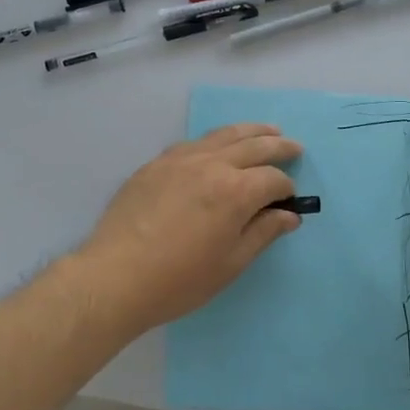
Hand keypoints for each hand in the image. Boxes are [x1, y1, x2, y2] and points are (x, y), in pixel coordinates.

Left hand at [76, 123, 302, 334]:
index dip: (286, 189)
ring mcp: (181, 159)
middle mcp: (212, 164)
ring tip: (267, 130)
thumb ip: (263, 233)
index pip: (273, 179)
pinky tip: (217, 146)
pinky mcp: (156, 164)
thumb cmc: (179, 280)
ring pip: (223, 135)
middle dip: (278, 145)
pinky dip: (214, 140)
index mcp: (236, 191)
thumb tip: (289, 216)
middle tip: (295, 147)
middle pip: (254, 145)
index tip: (289, 201)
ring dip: (250, 131)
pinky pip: (193, 143)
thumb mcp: (231, 264)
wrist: (115, 277)